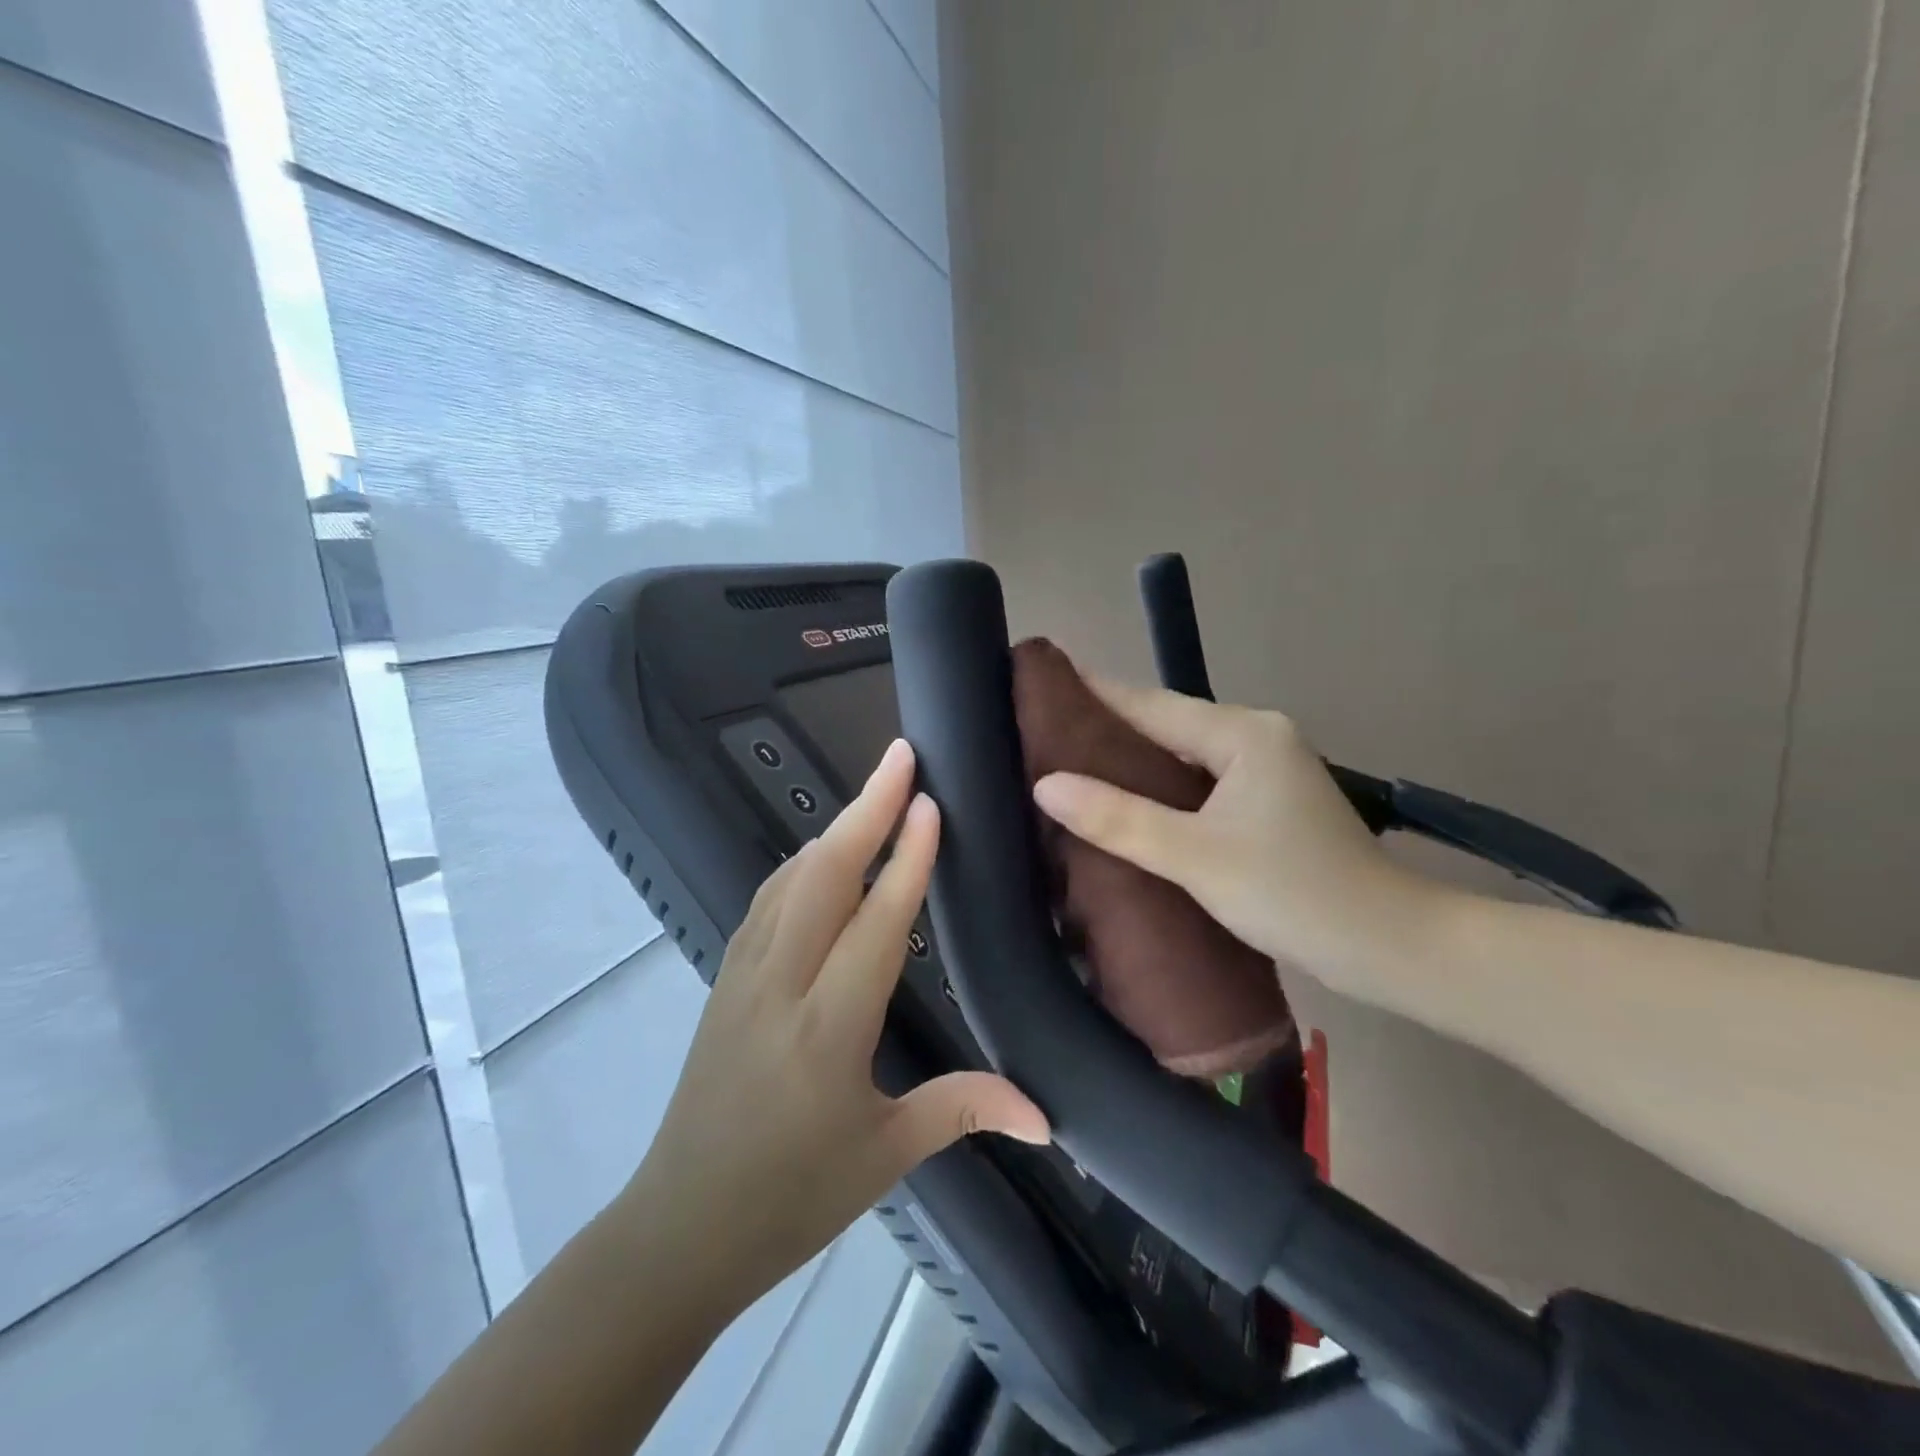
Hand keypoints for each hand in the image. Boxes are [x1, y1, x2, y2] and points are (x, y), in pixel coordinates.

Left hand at [623, 738, 1049, 1316]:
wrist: (679, 1228)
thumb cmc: (790, 1196)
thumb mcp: (884, 1156)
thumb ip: (962, 1109)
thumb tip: (1046, 1115)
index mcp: (827, 1030)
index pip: (875, 925)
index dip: (907, 861)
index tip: (931, 804)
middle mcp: (780, 985)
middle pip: (824, 876)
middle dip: (866, 809)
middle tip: (902, 757)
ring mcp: (742, 975)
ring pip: (790, 879)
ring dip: (834, 829)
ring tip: (875, 794)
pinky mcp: (724, 978)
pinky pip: (767, 901)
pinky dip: (802, 864)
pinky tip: (820, 857)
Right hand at [1030, 679, 1444, 1002]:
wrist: (1389, 947)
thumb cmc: (1293, 893)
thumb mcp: (1195, 857)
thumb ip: (1119, 819)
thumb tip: (1046, 785)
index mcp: (1243, 733)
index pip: (1150, 704)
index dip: (1094, 693)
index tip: (1043, 683)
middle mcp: (1257, 737)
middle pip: (1167, 725)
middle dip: (1108, 728)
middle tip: (1043, 732)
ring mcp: (1268, 769)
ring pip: (1184, 755)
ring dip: (1134, 760)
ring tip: (1071, 766)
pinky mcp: (1271, 802)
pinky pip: (1201, 781)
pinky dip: (1163, 787)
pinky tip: (1128, 802)